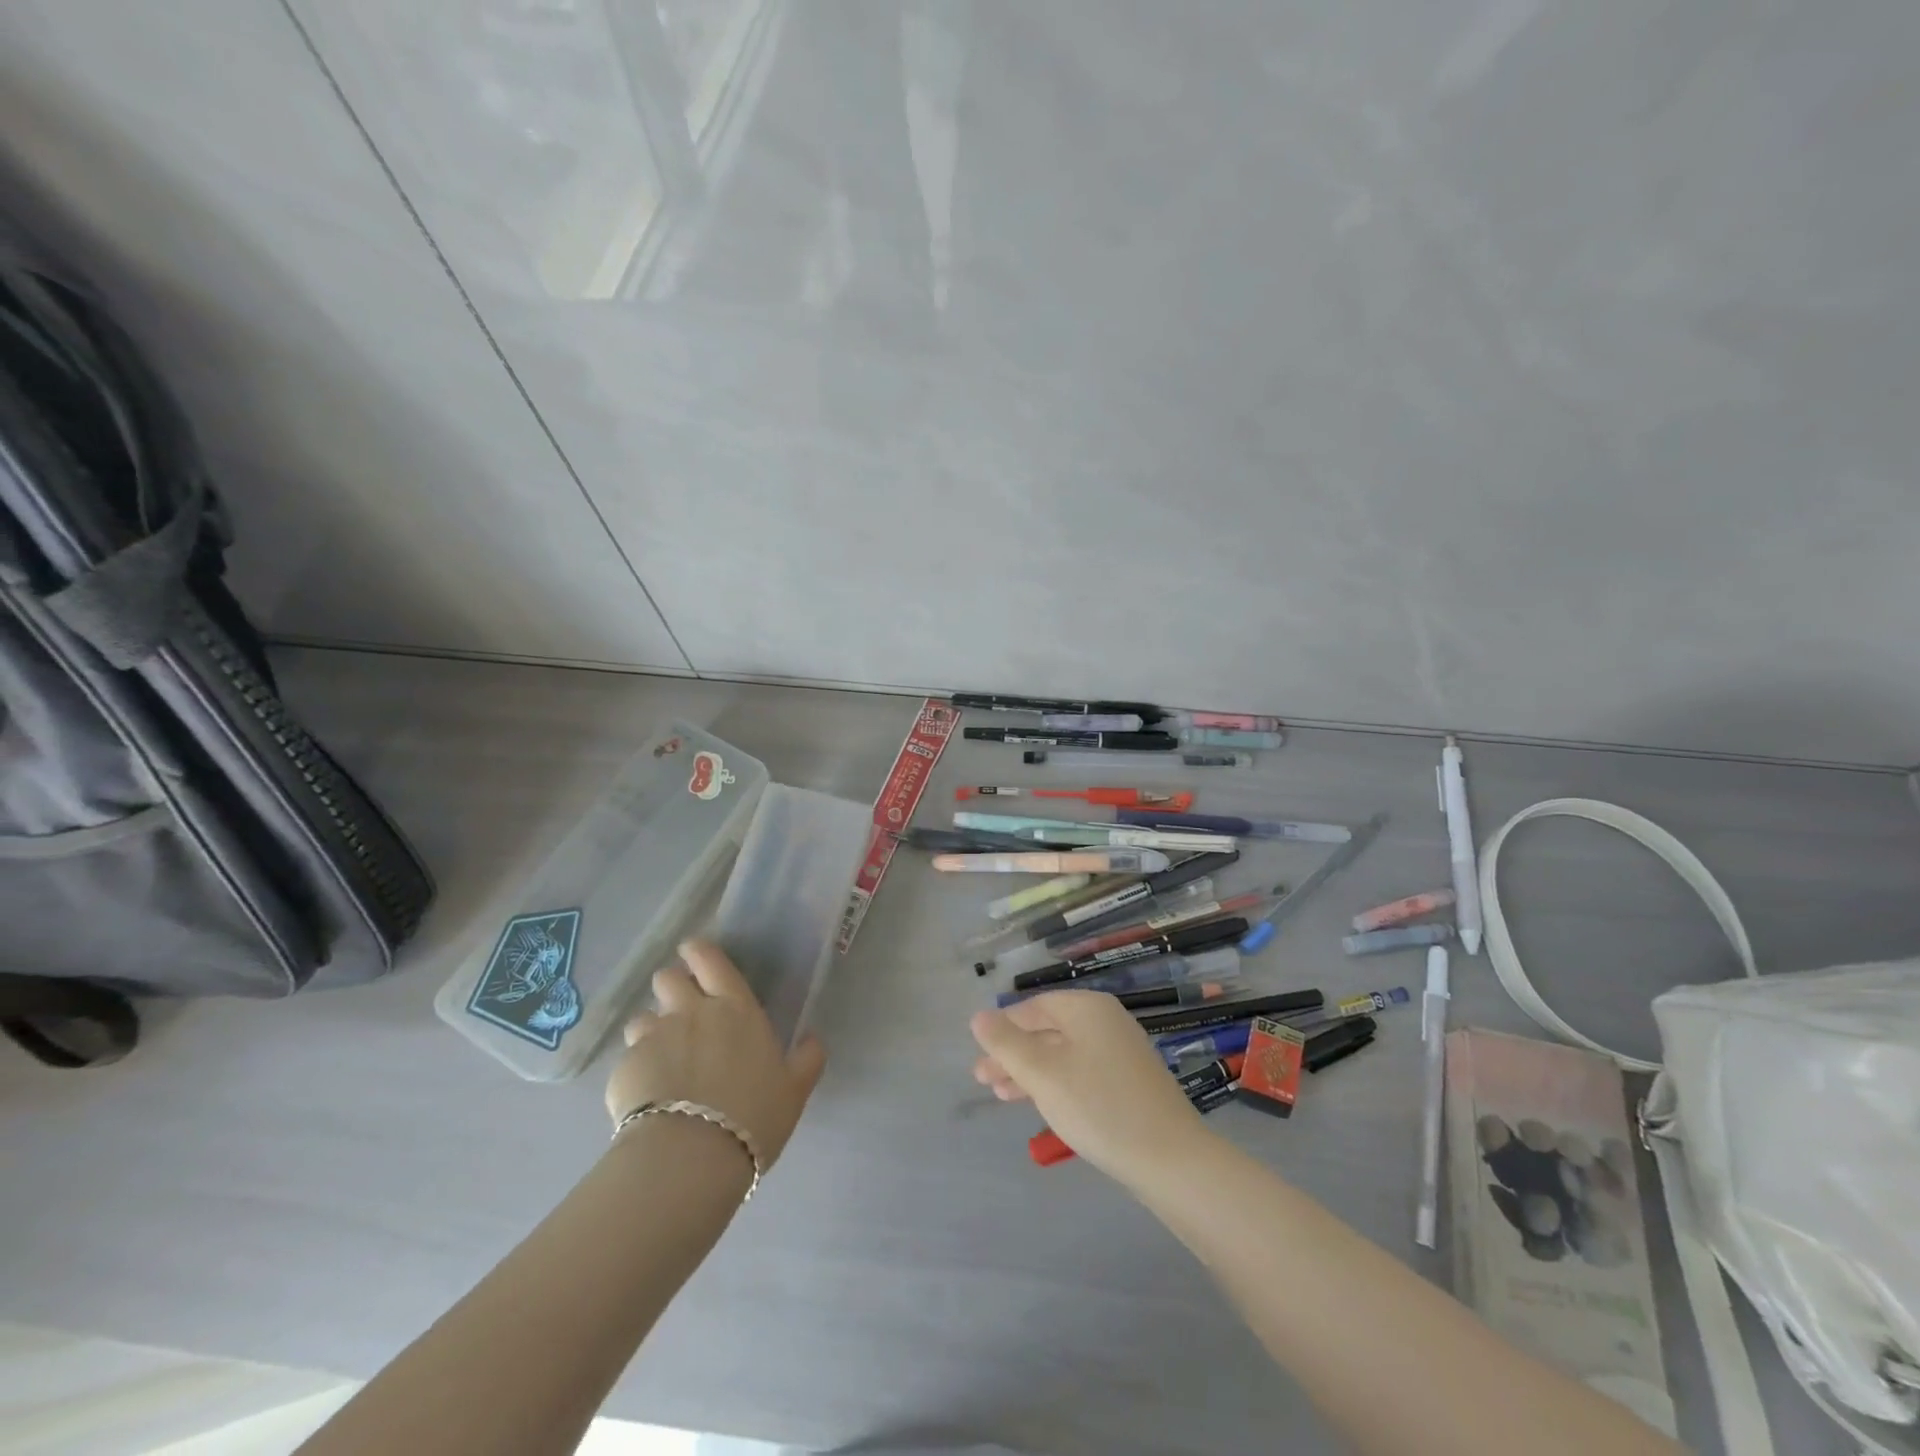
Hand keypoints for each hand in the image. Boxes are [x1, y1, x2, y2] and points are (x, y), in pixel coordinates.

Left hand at [605, 940, 825, 1168]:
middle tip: (680, 1011)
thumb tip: (813, 1039)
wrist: (690, 1156)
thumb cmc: (753, 1116)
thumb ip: (806, 1059)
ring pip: (642, 1018)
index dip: (698, 951)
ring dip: (650, 1031)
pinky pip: (628, 1060)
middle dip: (671, 987)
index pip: (711, 961)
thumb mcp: (794, 1090)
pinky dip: (636, 1072)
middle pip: (668, 978)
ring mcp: (653, 1038)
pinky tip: (646, 1098)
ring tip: (659, 1059)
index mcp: (735, 1009)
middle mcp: (691, 1012)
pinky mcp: (623, 1070)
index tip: (693, 952)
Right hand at [970, 990, 1210, 1187]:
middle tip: (982, 1080)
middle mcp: (1106, 1021)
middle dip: (1013, 1053)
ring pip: (1063, 1053)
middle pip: (1048, 1029)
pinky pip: (1082, 1071)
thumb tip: (979, 1016)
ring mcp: (1121, 1052)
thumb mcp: (1042, 1073)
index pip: (1035, 1006)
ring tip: (1001, 1096)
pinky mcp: (1130, 1082)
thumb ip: (1006, 1043)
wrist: (1171, 1159)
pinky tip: (1042, 1105)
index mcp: (1087, 1008)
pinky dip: (1056, 1083)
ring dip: (1030, 1072)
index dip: (1004, 1026)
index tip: (980, 1053)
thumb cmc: (1098, 1106)